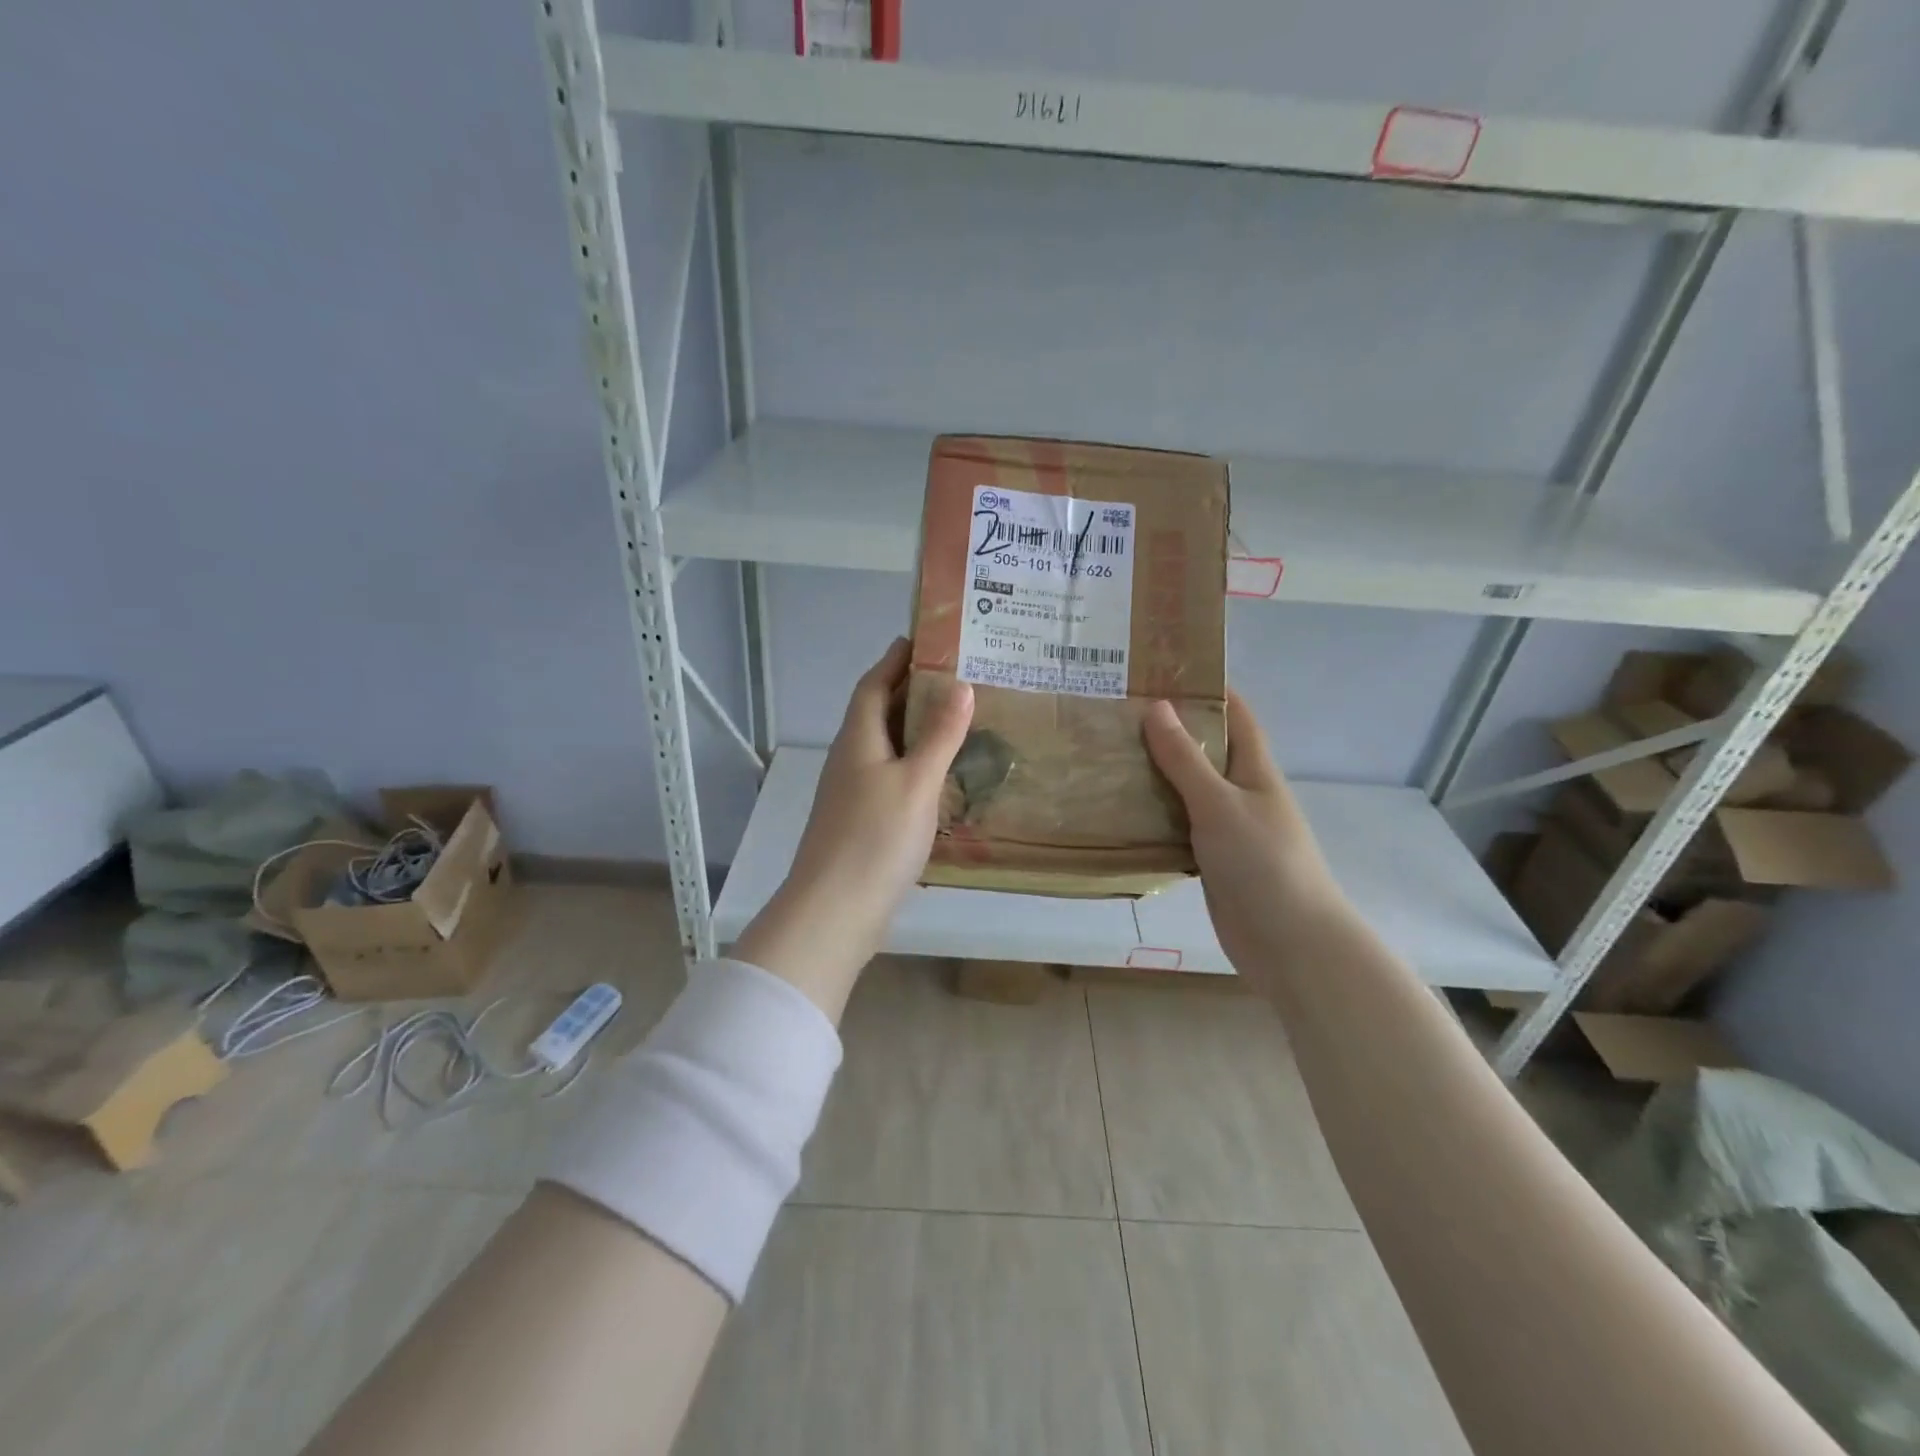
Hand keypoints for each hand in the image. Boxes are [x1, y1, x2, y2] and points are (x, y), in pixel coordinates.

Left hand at [734, 638, 973, 1019]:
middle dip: (911, 692)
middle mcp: (851, 760)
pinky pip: (891, 779)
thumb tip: (961, 685)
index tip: (922, 639)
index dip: (894, 660)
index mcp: (858, 740)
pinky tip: (940, 780)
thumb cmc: (876, 839)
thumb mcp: (917, 782)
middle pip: (879, 714)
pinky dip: (915, 767)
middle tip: (957, 680)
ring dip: (916, 732)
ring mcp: (853, 794)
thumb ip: (939, 735)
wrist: (835, 912)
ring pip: (886, 749)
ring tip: (957, 724)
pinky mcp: (861, 823)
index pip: (873, 685)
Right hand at [1143, 692, 1345, 976]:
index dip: (1206, 687)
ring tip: (1105, 753)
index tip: (1161, 670)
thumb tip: (1157, 706)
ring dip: (1153, 773)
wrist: (1289, 942)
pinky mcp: (1210, 859)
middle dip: (1167, 729)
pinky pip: (1177, 825)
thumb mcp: (1220, 803)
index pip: (1234, 713)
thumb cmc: (1263, 862)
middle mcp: (1241, 792)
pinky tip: (1117, 810)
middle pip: (1204, 749)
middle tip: (1115, 712)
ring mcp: (1226, 828)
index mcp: (1254, 769)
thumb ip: (1186, 759)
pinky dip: (1152, 815)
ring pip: (1185, 789)